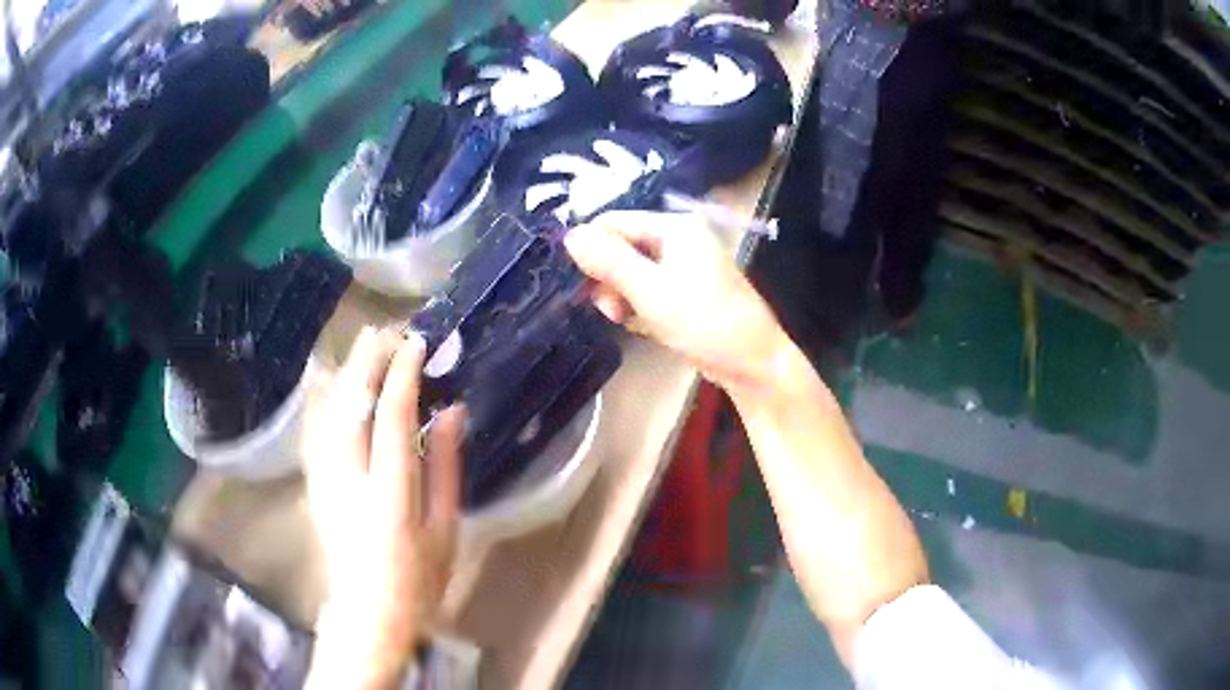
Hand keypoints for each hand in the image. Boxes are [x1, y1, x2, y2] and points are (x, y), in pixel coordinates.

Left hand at [303, 327, 464, 688]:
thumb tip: (450, 412)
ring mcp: (326, 480)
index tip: (417, 344)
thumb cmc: (419, 578)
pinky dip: (324, 398)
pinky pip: (316, 429)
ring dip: (347, 372)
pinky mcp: (315, 484)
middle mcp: (351, 479)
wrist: (368, 612)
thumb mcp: (446, 530)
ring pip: (330, 412)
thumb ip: (446, 468)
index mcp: (391, 494)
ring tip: (365, 343)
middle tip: (388, 330)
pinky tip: (330, 378)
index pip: (392, 418)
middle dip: (369, 361)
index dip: (403, 375)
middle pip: (353, 406)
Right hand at [565, 210, 788, 395]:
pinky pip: (646, 286)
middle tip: (609, 310)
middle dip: (607, 276)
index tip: (583, 286)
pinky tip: (637, 321)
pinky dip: (636, 303)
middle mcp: (678, 237)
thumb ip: (610, 262)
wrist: (753, 363)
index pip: (613, 222)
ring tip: (622, 319)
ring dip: (619, 293)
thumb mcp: (652, 292)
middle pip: (621, 245)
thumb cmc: (706, 323)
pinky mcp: (683, 288)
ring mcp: (682, 264)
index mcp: (674, 227)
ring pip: (631, 269)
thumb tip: (569, 235)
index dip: (591, 249)